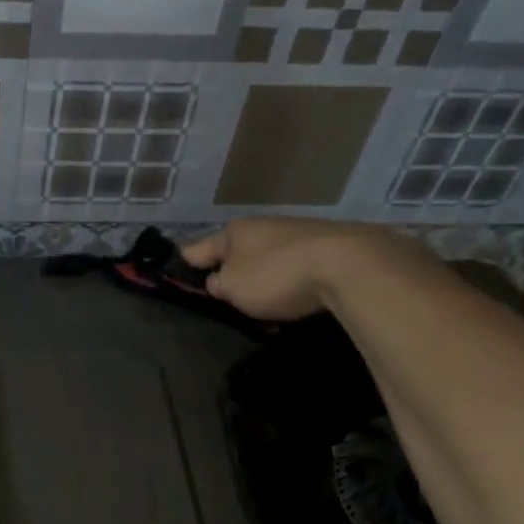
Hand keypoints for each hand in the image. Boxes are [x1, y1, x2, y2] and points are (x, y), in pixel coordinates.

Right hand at [183, 218, 385, 321]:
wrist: (348, 264)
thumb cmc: (277, 275)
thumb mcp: (233, 288)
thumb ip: (218, 285)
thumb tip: (219, 281)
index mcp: (234, 232)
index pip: (198, 249)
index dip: (185, 263)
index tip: (175, 272)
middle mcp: (263, 225)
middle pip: (237, 250)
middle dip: (230, 268)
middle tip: (224, 293)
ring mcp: (297, 232)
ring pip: (268, 255)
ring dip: (263, 273)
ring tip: (262, 297)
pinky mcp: (327, 244)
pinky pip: (296, 264)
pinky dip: (291, 276)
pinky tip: (295, 291)